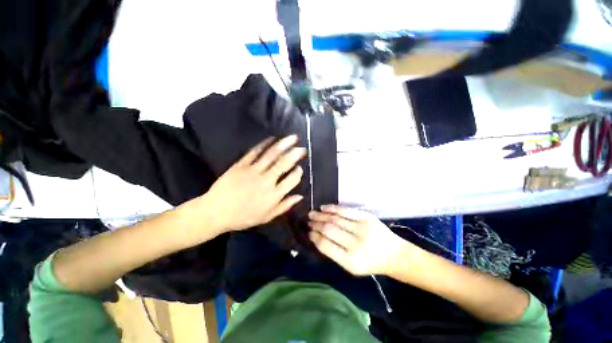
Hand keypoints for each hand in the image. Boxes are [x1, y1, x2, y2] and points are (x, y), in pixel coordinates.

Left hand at [200, 135, 305, 232]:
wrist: (215, 212)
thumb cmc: (243, 217)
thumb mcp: (267, 217)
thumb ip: (284, 206)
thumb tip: (300, 196)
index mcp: (273, 195)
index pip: (292, 180)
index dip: (298, 173)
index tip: (300, 168)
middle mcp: (266, 181)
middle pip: (283, 164)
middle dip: (295, 154)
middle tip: (302, 148)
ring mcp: (253, 171)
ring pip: (271, 155)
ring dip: (283, 145)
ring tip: (292, 137)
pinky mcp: (241, 165)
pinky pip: (254, 152)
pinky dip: (264, 144)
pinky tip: (272, 138)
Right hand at [308, 205, 410, 275]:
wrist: (393, 254)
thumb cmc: (370, 263)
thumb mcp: (351, 266)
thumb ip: (334, 253)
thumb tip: (316, 237)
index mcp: (350, 261)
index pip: (325, 245)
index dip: (314, 237)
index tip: (308, 232)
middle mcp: (356, 244)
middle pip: (329, 229)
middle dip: (316, 224)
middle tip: (308, 220)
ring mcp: (362, 228)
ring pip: (335, 219)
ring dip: (321, 215)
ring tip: (312, 213)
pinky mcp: (366, 217)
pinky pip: (346, 210)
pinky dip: (333, 208)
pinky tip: (324, 208)